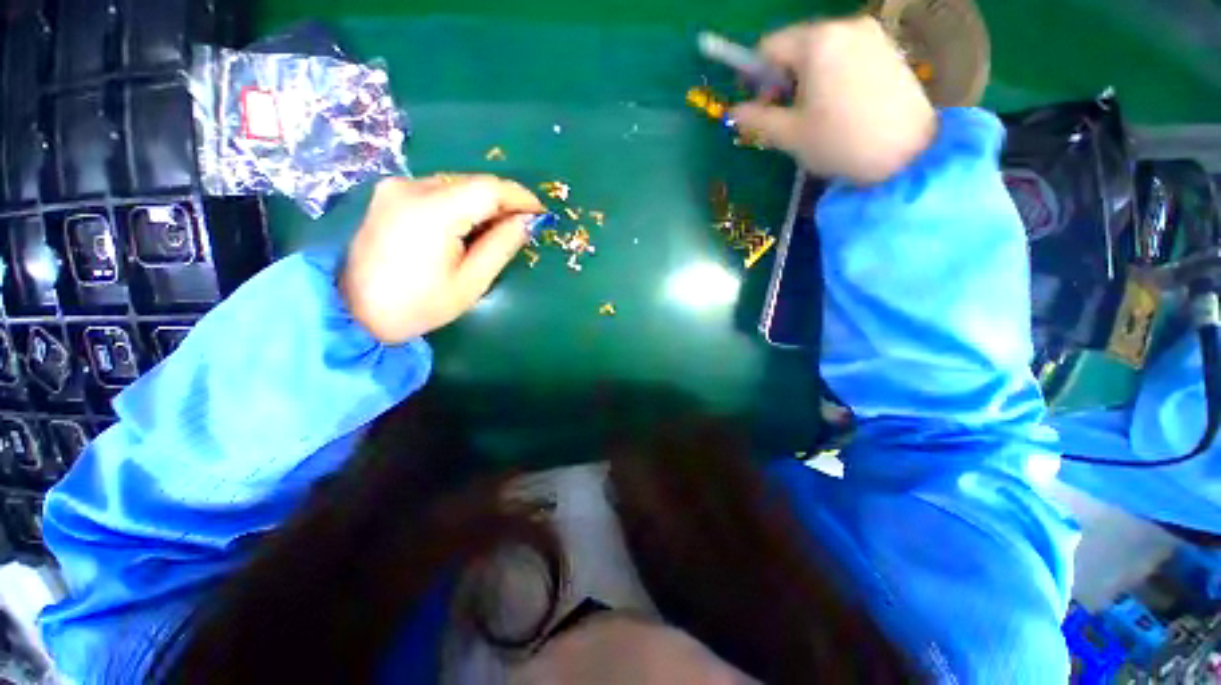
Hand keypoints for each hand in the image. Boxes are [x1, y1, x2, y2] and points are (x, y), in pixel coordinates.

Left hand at [341, 175, 543, 343]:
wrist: (355, 311)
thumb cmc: (419, 305)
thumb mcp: (471, 282)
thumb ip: (501, 246)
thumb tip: (527, 222)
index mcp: (432, 212)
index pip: (489, 189)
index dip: (520, 197)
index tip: (542, 213)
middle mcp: (411, 187)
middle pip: (472, 183)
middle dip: (503, 202)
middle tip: (524, 225)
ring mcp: (396, 187)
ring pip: (457, 185)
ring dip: (484, 204)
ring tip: (499, 229)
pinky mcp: (390, 194)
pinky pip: (439, 191)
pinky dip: (462, 204)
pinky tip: (469, 226)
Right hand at [729, 16, 936, 184]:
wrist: (906, 154)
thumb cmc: (840, 142)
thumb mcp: (790, 135)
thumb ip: (757, 119)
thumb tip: (732, 113)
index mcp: (817, 42)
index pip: (768, 47)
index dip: (754, 76)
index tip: (757, 104)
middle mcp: (844, 26)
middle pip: (796, 45)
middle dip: (782, 78)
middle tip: (783, 114)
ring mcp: (871, 35)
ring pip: (821, 50)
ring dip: (806, 78)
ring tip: (812, 113)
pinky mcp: (888, 48)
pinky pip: (845, 54)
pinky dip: (831, 74)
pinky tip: (837, 105)